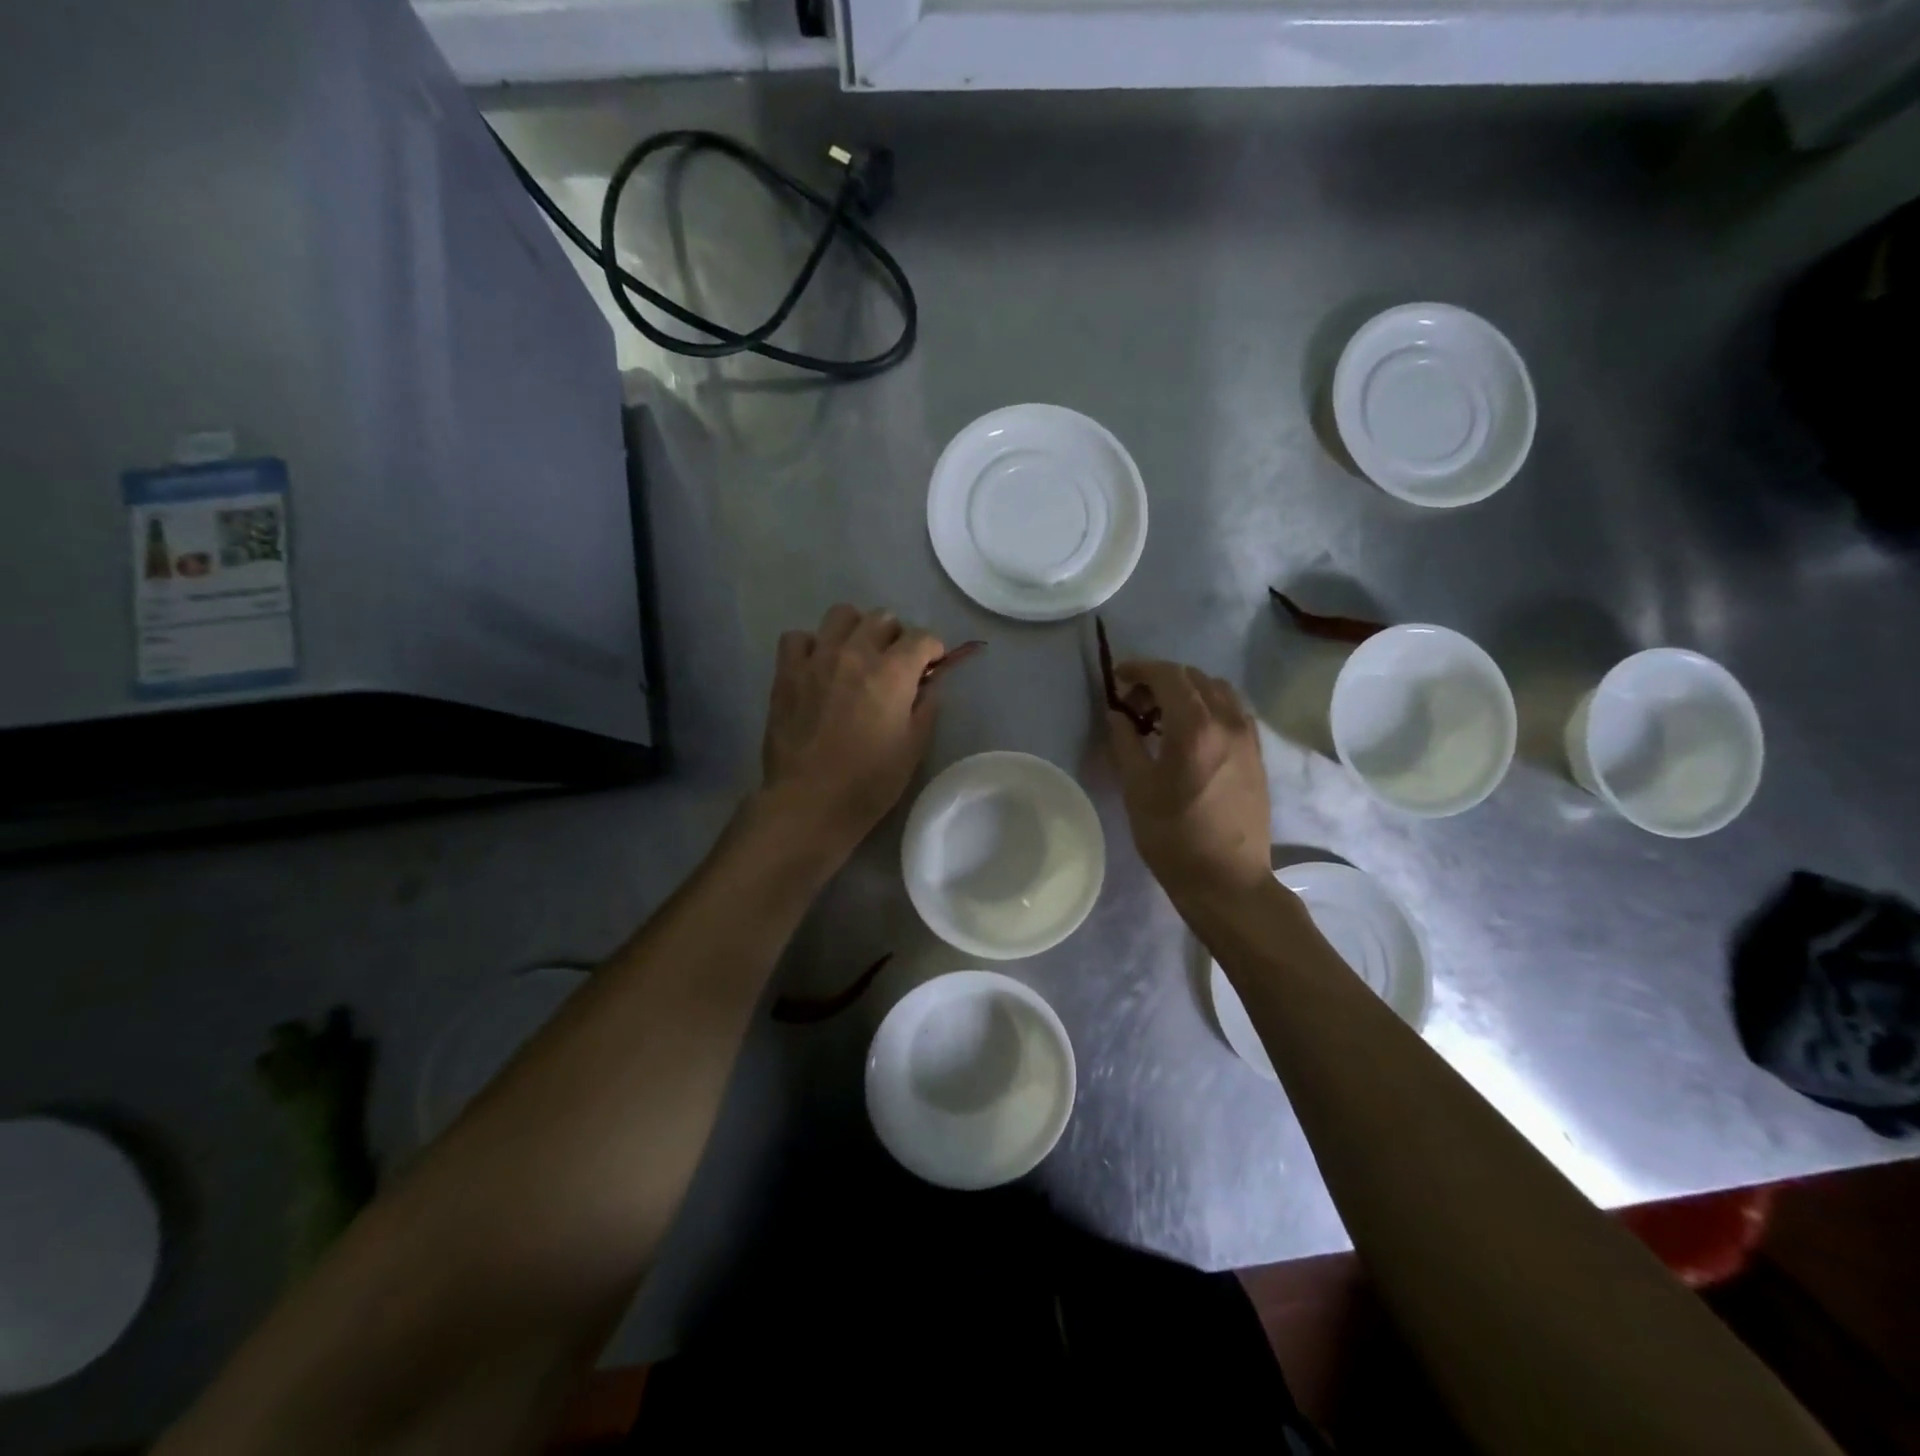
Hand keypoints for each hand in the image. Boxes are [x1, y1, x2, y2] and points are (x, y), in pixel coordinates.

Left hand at [758, 604, 944, 857]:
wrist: (810, 801)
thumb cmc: (870, 781)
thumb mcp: (914, 747)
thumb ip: (925, 707)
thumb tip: (928, 684)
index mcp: (893, 672)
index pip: (922, 637)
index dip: (933, 650)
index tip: (931, 666)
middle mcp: (856, 654)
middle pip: (883, 618)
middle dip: (896, 636)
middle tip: (895, 664)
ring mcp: (817, 659)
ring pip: (842, 614)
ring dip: (856, 630)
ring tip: (856, 656)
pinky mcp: (787, 672)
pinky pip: (798, 637)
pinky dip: (812, 645)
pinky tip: (817, 666)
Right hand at [1106, 661, 1271, 899]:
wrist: (1226, 880)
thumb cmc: (1173, 837)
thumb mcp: (1137, 789)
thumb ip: (1124, 742)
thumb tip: (1117, 714)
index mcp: (1195, 728)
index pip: (1168, 675)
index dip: (1140, 669)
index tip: (1118, 678)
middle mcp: (1227, 722)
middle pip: (1194, 678)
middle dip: (1160, 680)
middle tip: (1134, 704)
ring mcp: (1248, 737)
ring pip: (1218, 690)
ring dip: (1188, 691)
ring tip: (1164, 717)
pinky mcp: (1257, 754)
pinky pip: (1234, 711)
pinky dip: (1210, 707)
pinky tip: (1193, 733)